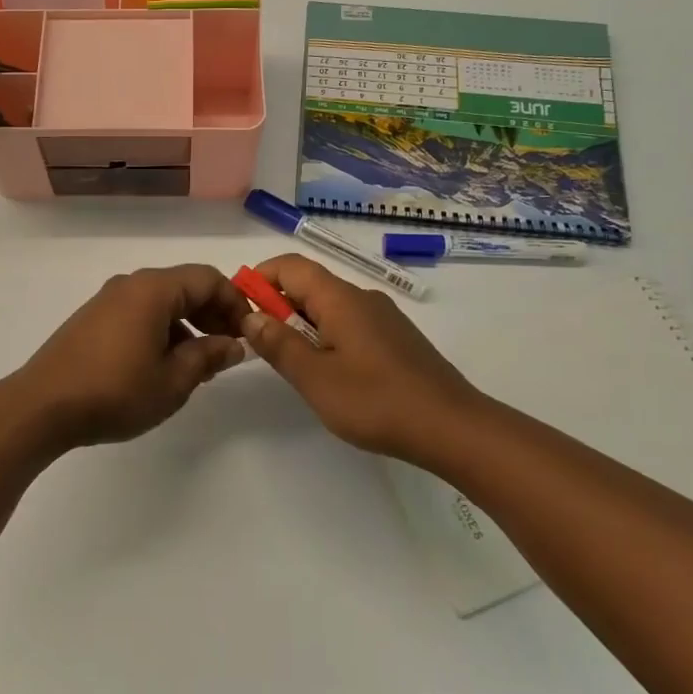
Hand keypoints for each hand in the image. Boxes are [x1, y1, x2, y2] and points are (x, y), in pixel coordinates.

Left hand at [6, 265, 248, 450]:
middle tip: (228, 350)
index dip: (235, 302)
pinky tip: (162, 365)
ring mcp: (107, 300)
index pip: (208, 278)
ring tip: (198, 365)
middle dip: (212, 314)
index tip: (247, 334)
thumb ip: (208, 356)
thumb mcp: (173, 380)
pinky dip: (161, 330)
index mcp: (153, 289)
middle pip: (184, 286)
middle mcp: (130, 284)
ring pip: (161, 302)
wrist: (42, 406)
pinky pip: (139, 313)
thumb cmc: (116, 391)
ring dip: (187, 325)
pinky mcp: (92, 319)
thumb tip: (234, 344)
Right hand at [239, 254, 492, 463]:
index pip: (291, 265)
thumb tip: (251, 316)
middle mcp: (363, 297)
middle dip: (278, 305)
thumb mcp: (315, 377)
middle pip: (310, 284)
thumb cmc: (376, 401)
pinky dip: (327, 336)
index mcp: (341, 298)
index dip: (260, 278)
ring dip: (302, 324)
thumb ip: (278, 344)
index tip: (239, 307)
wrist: (452, 428)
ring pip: (330, 306)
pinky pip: (350, 324)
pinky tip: (330, 373)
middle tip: (260, 343)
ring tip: (292, 363)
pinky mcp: (396, 339)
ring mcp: (384, 318)